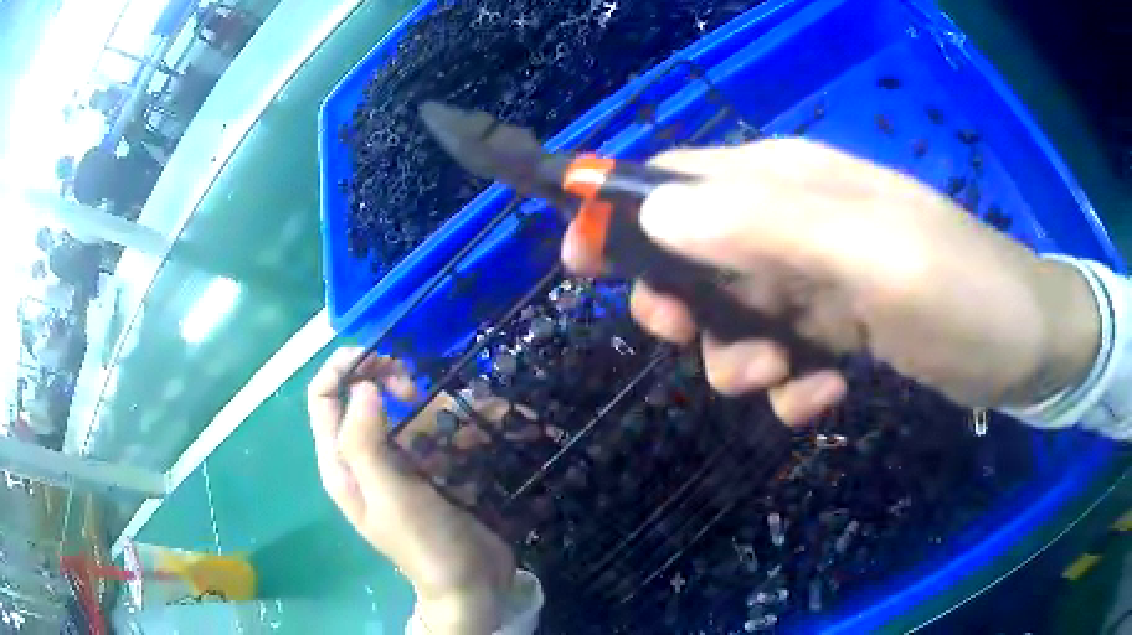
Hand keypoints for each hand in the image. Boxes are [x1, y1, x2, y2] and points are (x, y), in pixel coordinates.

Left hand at [307, 349, 515, 633]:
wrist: (470, 582)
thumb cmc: (424, 543)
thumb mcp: (389, 495)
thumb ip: (364, 440)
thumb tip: (360, 386)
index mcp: (341, 464)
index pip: (323, 397)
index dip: (343, 367)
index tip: (382, 356)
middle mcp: (363, 459)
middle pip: (361, 397)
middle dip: (388, 382)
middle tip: (415, 388)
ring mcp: (396, 465)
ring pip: (404, 413)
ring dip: (433, 407)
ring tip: (465, 417)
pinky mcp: (427, 471)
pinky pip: (434, 433)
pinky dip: (455, 425)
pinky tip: (479, 432)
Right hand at [562, 139, 1099, 423]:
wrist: (1025, 346)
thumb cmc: (963, 294)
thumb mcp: (874, 255)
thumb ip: (766, 225)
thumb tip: (657, 212)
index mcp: (790, 181)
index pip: (675, 175)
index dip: (617, 211)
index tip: (578, 265)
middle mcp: (794, 218)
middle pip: (692, 249)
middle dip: (678, 303)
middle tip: (691, 342)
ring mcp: (817, 274)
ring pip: (732, 311)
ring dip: (737, 356)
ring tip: (783, 382)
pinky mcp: (840, 321)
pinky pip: (783, 350)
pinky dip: (789, 384)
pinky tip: (825, 398)